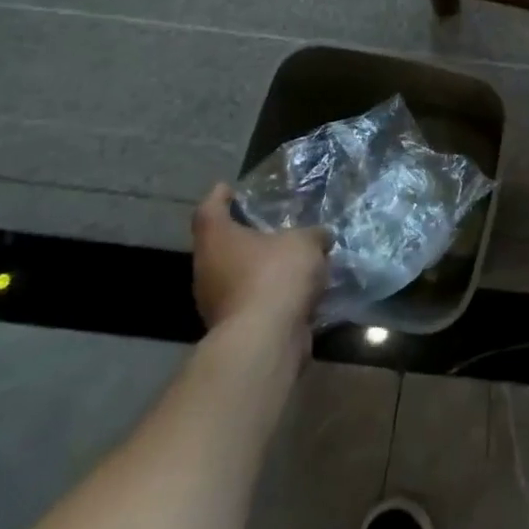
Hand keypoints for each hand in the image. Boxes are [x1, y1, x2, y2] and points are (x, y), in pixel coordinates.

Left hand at [191, 185, 330, 340]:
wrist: (265, 339)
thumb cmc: (276, 275)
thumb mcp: (305, 242)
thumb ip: (313, 235)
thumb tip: (321, 236)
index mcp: (217, 240)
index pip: (209, 210)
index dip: (219, 196)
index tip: (229, 188)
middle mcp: (208, 269)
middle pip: (221, 244)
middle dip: (244, 235)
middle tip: (270, 225)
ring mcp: (216, 302)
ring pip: (236, 275)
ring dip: (259, 268)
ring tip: (290, 258)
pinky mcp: (233, 327)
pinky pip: (252, 300)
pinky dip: (269, 293)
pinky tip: (294, 290)